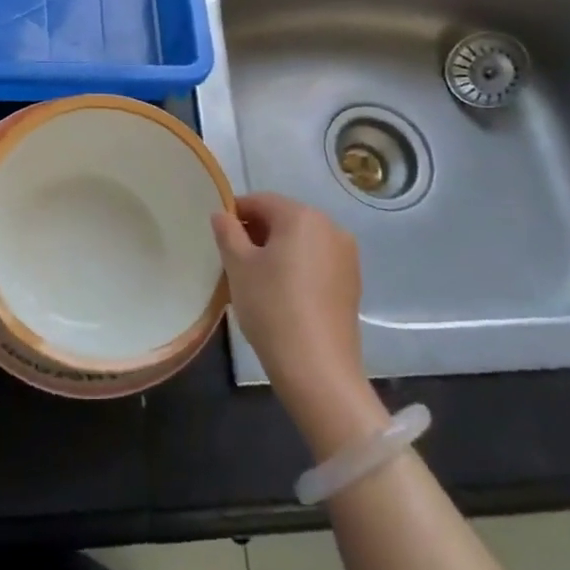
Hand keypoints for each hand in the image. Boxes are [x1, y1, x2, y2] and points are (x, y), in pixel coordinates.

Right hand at [212, 193, 382, 454]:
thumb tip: (221, 214)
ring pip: (301, 240)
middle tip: (233, 259)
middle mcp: (330, 226)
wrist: (317, 367)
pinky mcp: (352, 281)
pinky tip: (282, 293)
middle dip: (256, 232)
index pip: (261, 201)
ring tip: (256, 278)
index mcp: (302, 216)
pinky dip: (297, 266)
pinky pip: (316, 260)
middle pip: (284, 218)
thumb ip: (227, 232)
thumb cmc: (271, 307)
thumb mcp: (238, 266)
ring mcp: (346, 255)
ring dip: (277, 249)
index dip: (235, 212)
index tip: (218, 235)